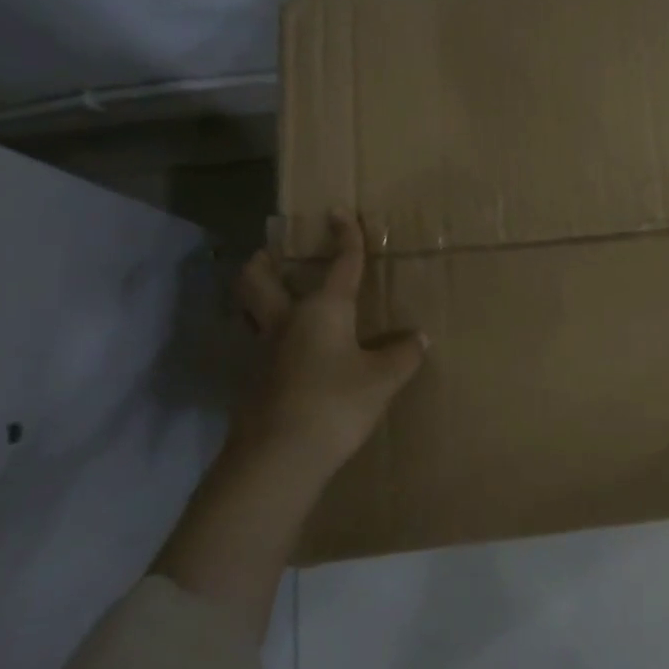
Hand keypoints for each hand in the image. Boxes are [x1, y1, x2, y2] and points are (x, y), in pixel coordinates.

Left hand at [232, 211, 425, 470]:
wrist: (279, 457)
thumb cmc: (336, 402)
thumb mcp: (383, 378)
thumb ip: (402, 354)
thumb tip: (416, 338)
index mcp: (322, 310)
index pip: (340, 265)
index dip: (345, 237)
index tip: (339, 212)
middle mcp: (286, 322)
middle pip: (258, 281)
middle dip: (263, 262)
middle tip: (271, 254)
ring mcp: (263, 353)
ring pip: (253, 313)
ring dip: (263, 300)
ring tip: (283, 300)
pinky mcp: (255, 383)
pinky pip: (263, 347)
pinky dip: (275, 339)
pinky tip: (297, 354)